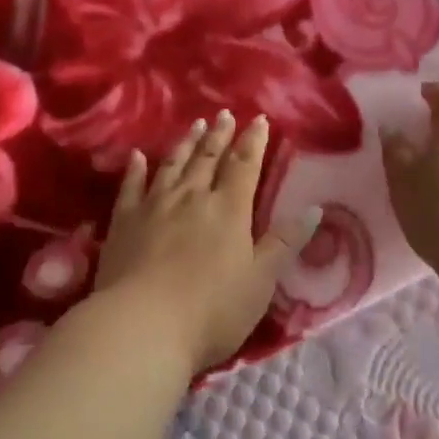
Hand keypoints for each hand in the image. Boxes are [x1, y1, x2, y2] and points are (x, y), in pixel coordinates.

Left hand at [96, 111, 321, 375]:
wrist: (142, 325)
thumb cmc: (211, 311)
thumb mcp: (260, 282)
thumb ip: (285, 243)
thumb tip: (315, 209)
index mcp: (228, 210)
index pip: (244, 166)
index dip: (253, 142)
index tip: (259, 120)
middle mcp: (192, 197)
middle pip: (208, 158)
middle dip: (220, 135)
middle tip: (224, 114)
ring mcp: (154, 206)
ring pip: (173, 165)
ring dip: (186, 143)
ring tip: (195, 124)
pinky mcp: (124, 221)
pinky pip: (131, 186)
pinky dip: (136, 168)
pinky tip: (137, 156)